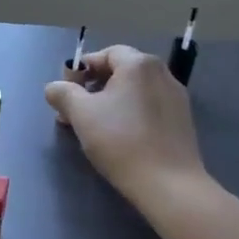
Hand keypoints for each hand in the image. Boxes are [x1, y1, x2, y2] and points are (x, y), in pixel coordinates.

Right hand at [44, 46, 210, 221]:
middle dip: (94, 88)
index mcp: (138, 64)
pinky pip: (149, 107)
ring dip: (111, 102)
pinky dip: (131, 114)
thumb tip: (55, 88)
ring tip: (95, 127)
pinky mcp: (183, 121)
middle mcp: (162, 73)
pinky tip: (121, 138)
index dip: (81, 70)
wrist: (168, 184)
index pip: (104, 54)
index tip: (67, 93)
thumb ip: (62, 93)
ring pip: (135, 91)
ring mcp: (176, 98)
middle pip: (120, 71)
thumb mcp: (80, 114)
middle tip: (76, 112)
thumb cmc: (121, 141)